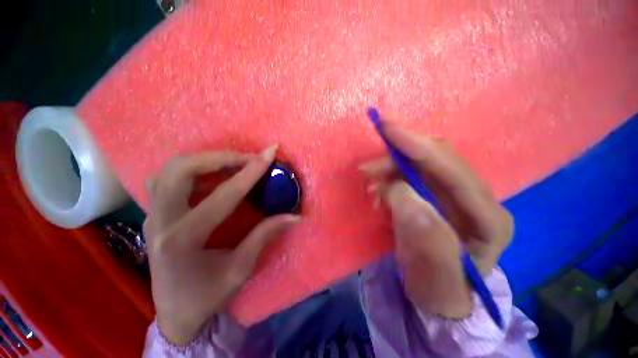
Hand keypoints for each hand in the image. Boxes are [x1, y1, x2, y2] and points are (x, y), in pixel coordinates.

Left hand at [144, 146, 299, 344]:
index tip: (269, 154)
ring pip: (170, 169)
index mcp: (183, 240)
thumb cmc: (207, 295)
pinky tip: (213, 177)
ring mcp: (152, 216)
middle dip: (220, 157)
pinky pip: (167, 178)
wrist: (175, 313)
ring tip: (234, 164)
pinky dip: (193, 170)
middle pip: (181, 170)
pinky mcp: (153, 215)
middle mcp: (160, 222)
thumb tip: (293, 216)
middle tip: (248, 159)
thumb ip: (265, 235)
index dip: (250, 172)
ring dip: (206, 160)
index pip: (223, 196)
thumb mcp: (240, 269)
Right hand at [360, 119, 512, 318]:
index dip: (419, 147)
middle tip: (366, 169)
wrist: (438, 298)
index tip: (388, 129)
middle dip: (398, 158)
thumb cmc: (440, 293)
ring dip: (390, 168)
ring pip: (420, 164)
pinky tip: (379, 190)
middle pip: (436, 161)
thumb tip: (400, 192)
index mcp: (487, 219)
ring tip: (369, 183)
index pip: (454, 172)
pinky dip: (390, 177)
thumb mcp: (435, 278)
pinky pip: (410, 175)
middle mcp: (476, 199)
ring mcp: (455, 195)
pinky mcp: (436, 195)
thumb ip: (425, 236)